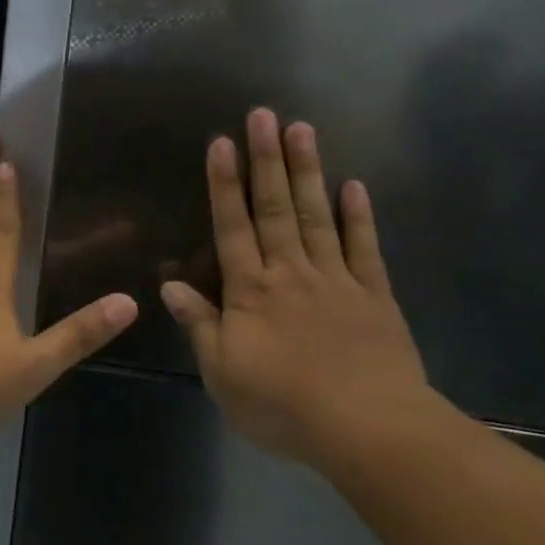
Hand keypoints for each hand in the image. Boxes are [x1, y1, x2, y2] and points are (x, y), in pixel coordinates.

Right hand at [161, 109, 432, 466]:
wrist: (368, 430)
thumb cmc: (284, 406)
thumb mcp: (223, 374)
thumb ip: (199, 325)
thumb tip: (170, 285)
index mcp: (251, 291)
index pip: (232, 227)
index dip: (224, 184)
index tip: (222, 142)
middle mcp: (291, 272)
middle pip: (276, 208)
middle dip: (267, 159)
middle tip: (264, 114)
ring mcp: (336, 279)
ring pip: (318, 216)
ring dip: (308, 171)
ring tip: (303, 128)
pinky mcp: (374, 296)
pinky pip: (364, 248)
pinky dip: (359, 216)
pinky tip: (354, 185)